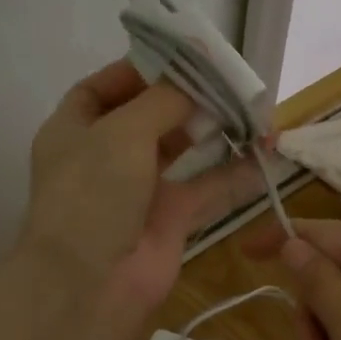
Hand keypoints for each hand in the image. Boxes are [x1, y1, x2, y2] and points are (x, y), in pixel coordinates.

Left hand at [21, 60, 260, 329]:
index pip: (102, 88)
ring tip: (250, 107)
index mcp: (74, 130)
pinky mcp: (170, 218)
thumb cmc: (94, 193)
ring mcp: (138, 189)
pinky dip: (235, 172)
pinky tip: (265, 152)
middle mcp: (104, 156)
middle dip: (185, 97)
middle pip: (148, 116)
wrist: (92, 282)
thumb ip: (163, 99)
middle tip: (227, 79)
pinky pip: (207, 187)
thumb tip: (195, 75)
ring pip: (181, 150)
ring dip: (212, 130)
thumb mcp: (122, 131)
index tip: (181, 57)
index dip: (138, 70)